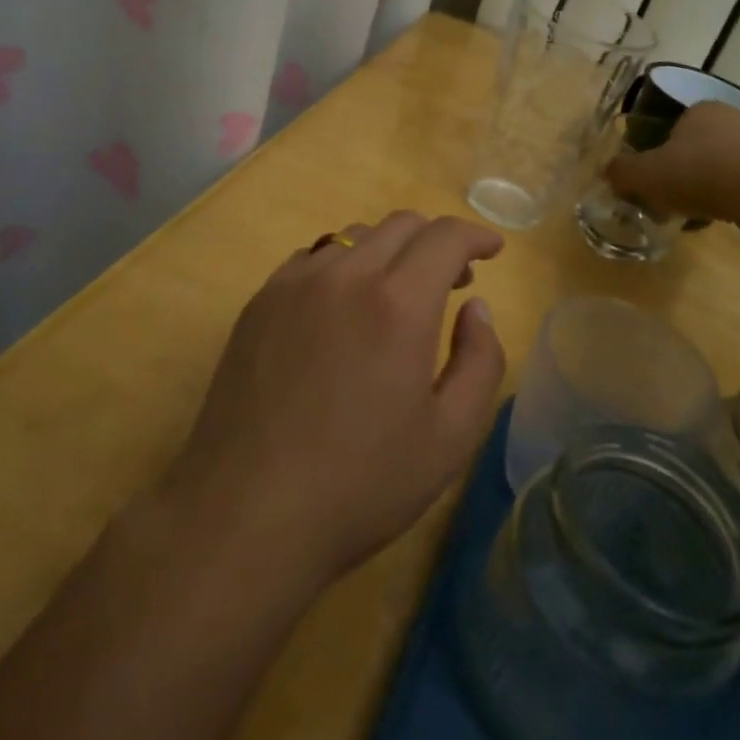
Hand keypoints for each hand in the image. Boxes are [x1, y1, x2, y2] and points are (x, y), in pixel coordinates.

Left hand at [164, 211, 506, 588]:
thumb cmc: (360, 484)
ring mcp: (292, 285)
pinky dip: (342, 265)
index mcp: (397, 304)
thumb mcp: (450, 437)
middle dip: (436, 242)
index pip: (445, 237)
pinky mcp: (257, 303)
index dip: (476, 236)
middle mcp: (343, 276)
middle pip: (400, 225)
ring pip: (353, 237)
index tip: (492, 251)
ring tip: (397, 294)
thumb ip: (480, 361)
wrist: (246, 513)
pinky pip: (311, 259)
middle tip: (452, 280)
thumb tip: (476, 308)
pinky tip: (342, 307)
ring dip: (389, 251)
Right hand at [606, 101, 739, 224]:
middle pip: (700, 145)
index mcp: (699, 109)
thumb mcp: (645, 175)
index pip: (673, 126)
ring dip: (712, 184)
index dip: (660, 152)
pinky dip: (736, 195)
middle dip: (687, 170)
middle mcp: (733, 116)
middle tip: (674, 197)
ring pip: (726, 163)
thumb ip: (622, 172)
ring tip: (700, 212)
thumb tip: (609, 172)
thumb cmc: (698, 173)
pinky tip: (727, 215)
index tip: (655, 178)